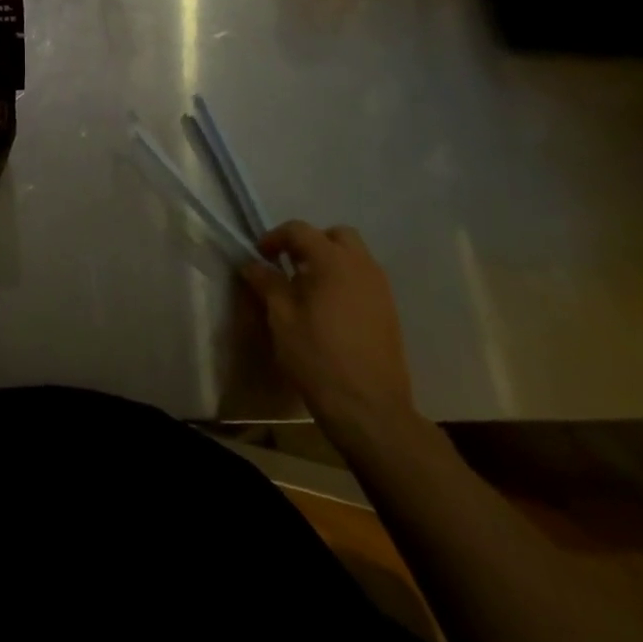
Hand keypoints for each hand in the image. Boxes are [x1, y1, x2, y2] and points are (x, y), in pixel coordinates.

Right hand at [242, 222, 417, 441]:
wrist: (370, 410)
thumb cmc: (318, 358)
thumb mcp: (281, 318)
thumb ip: (267, 283)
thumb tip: (253, 264)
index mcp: (333, 261)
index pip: (300, 230)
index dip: (275, 237)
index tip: (260, 256)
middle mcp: (362, 267)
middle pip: (336, 235)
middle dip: (310, 243)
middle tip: (290, 265)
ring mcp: (381, 290)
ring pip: (354, 257)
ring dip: (330, 261)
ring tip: (308, 288)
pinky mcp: (389, 313)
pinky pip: (364, 280)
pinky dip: (345, 281)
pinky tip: (329, 310)